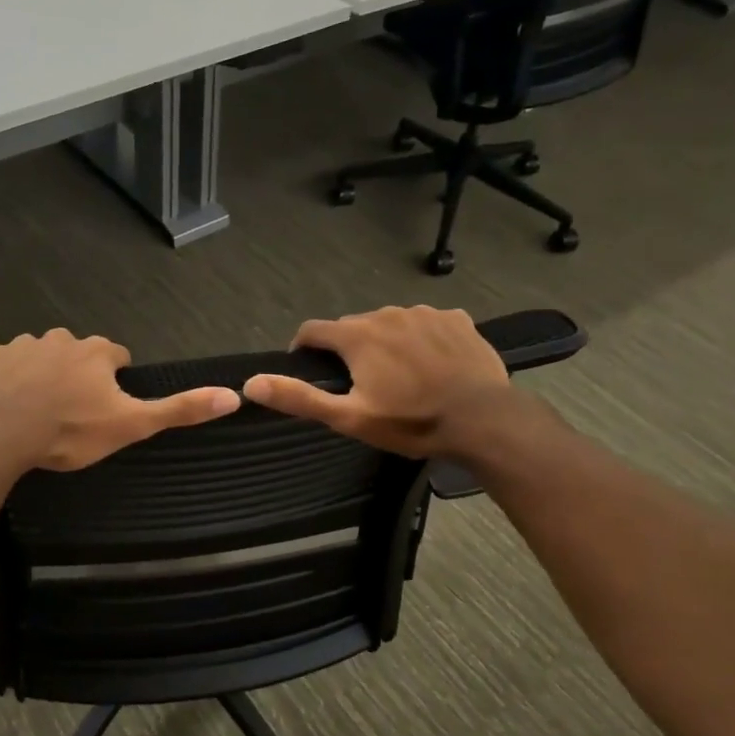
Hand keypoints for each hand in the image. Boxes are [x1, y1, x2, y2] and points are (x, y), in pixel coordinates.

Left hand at [0, 329, 237, 471]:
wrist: (1, 433)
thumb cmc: (71, 430)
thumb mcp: (131, 425)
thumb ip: (179, 409)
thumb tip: (232, 395)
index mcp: (97, 352)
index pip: (116, 355)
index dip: (114, 378)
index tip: (107, 404)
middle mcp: (61, 338)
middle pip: (77, 351)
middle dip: (77, 373)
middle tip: (71, 410)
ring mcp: (22, 345)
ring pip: (39, 354)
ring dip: (42, 373)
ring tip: (37, 408)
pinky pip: (2, 362)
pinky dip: (5, 376)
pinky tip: (4, 401)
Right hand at [241, 306, 512, 457]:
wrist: (483, 420)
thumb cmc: (410, 422)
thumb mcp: (349, 418)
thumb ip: (299, 398)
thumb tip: (251, 383)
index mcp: (358, 335)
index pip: (314, 330)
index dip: (304, 348)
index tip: (309, 368)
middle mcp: (387, 313)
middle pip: (353, 327)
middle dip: (348, 349)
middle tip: (360, 384)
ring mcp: (425, 313)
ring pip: (390, 323)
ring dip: (385, 342)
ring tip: (399, 376)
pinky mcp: (457, 320)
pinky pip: (426, 324)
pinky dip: (421, 339)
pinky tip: (432, 365)